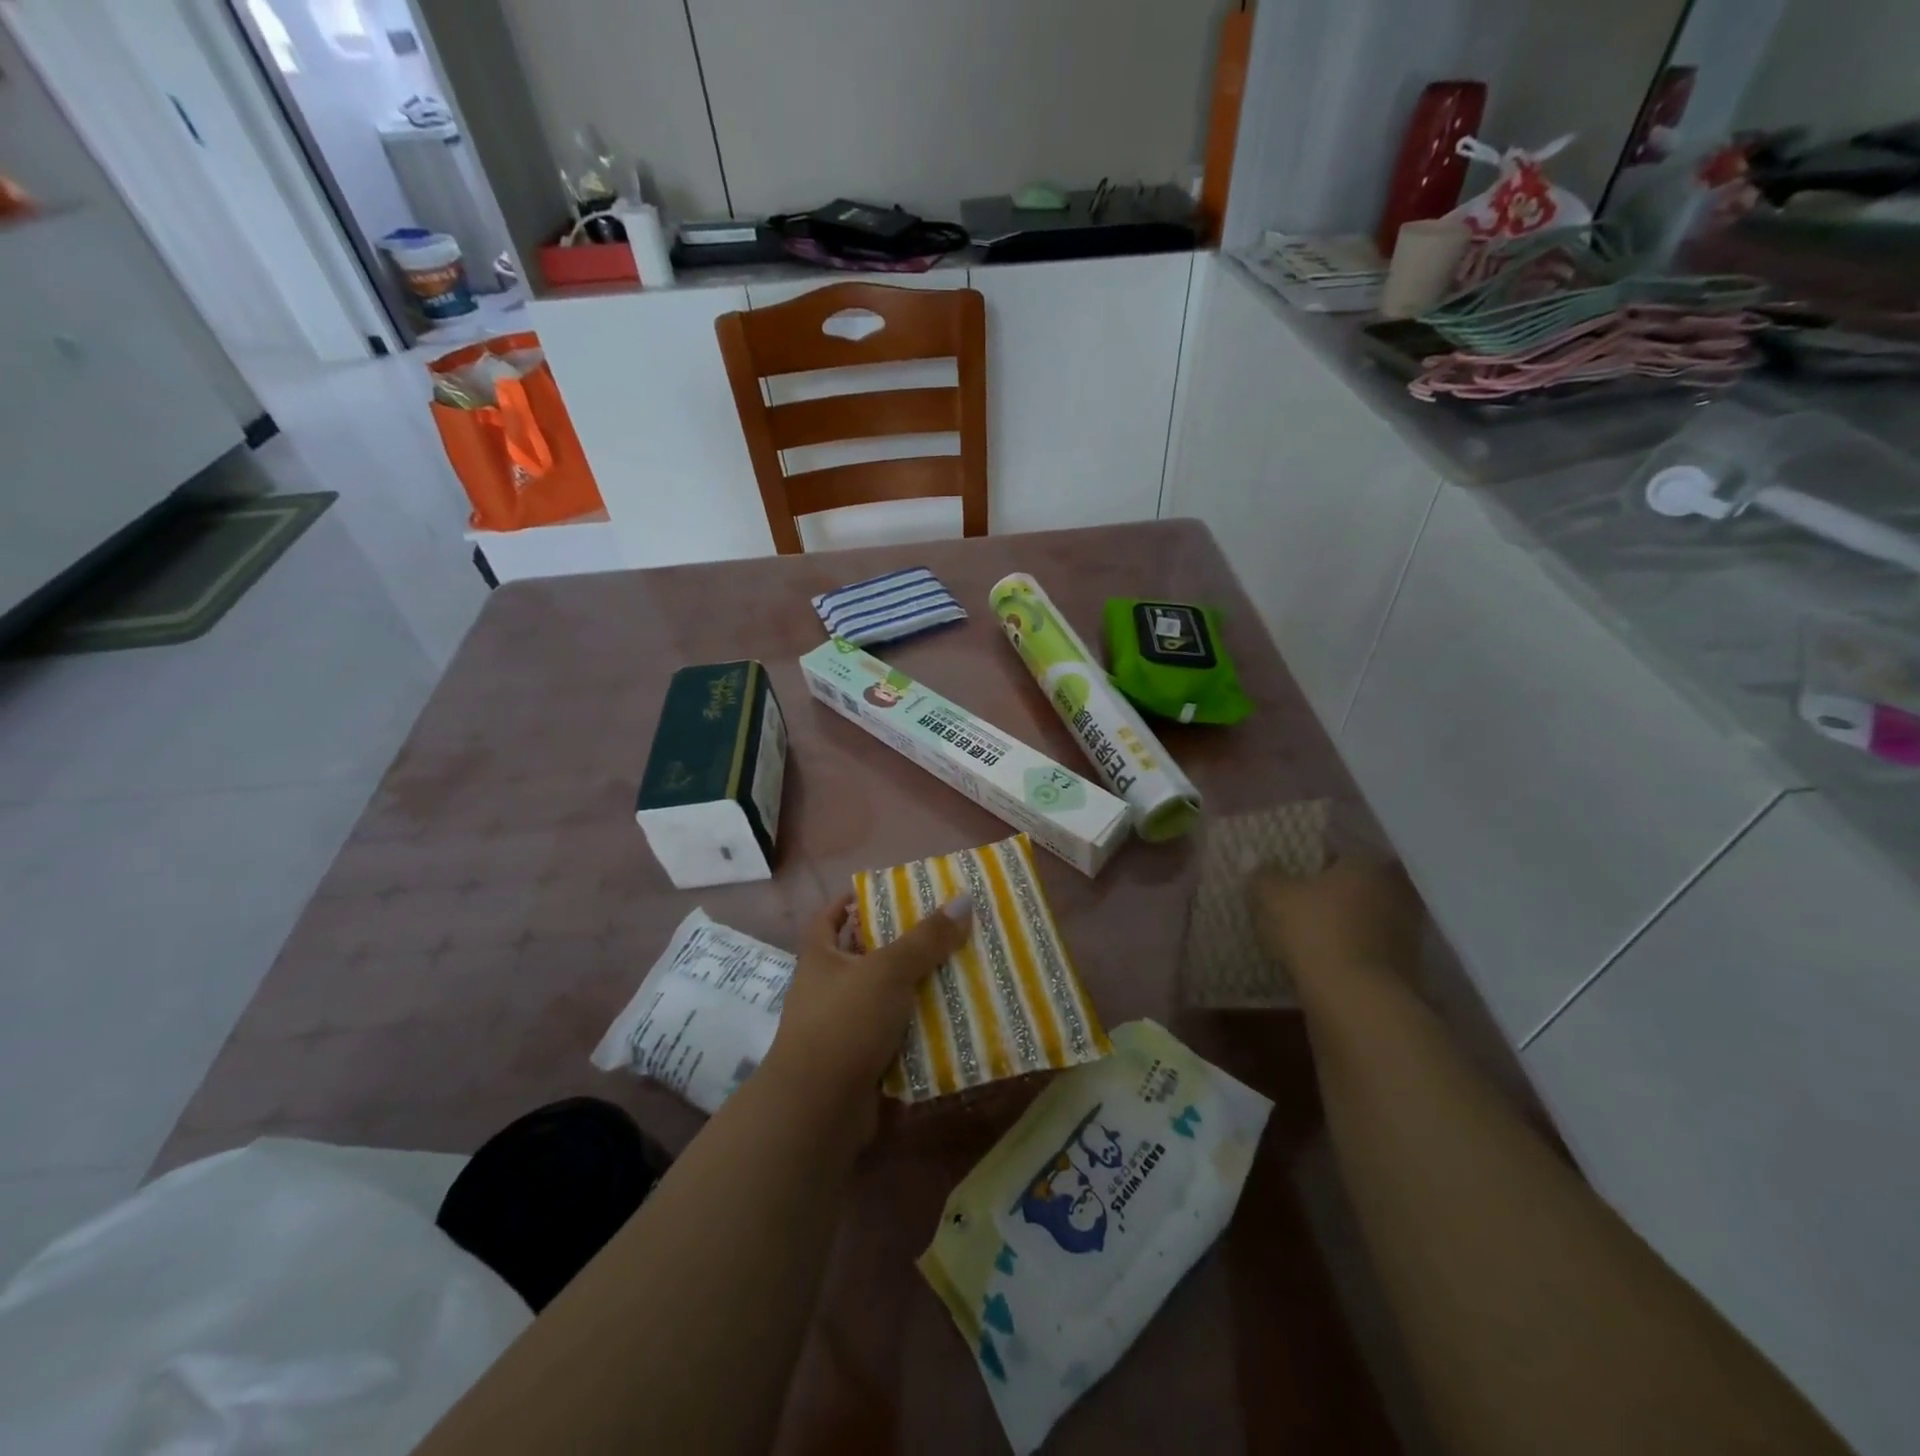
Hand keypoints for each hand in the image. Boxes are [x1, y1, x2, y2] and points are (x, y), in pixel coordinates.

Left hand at [761, 891, 972, 1134]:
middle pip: (864, 956)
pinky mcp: (860, 1061)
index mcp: (821, 957)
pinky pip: (894, 1036)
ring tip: (958, 971)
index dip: (852, 901)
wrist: (818, 1109)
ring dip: (915, 989)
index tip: (887, 893)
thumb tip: (963, 899)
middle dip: (900, 945)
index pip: (830, 917)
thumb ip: (925, 939)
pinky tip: (951, 1020)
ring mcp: (842, 1027)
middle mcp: (827, 988)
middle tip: (942, 930)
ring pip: (884, 998)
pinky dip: (918, 1029)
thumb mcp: (887, 971)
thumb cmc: (844, 1022)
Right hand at [1249, 858, 1422, 987]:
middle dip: (1327, 897)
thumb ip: (1262, 876)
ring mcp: (1405, 933)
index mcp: (1367, 866)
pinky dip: (1346, 954)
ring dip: (1338, 927)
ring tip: (1303, 939)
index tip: (1290, 879)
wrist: (1356, 1000)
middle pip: (1351, 889)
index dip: (1309, 865)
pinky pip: (1365, 951)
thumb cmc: (1315, 932)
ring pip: (1360, 921)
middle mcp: (1395, 892)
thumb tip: (1250, 857)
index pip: (1336, 854)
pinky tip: (1321, 963)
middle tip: (1294, 907)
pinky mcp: (1405, 969)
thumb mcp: (1273, 898)